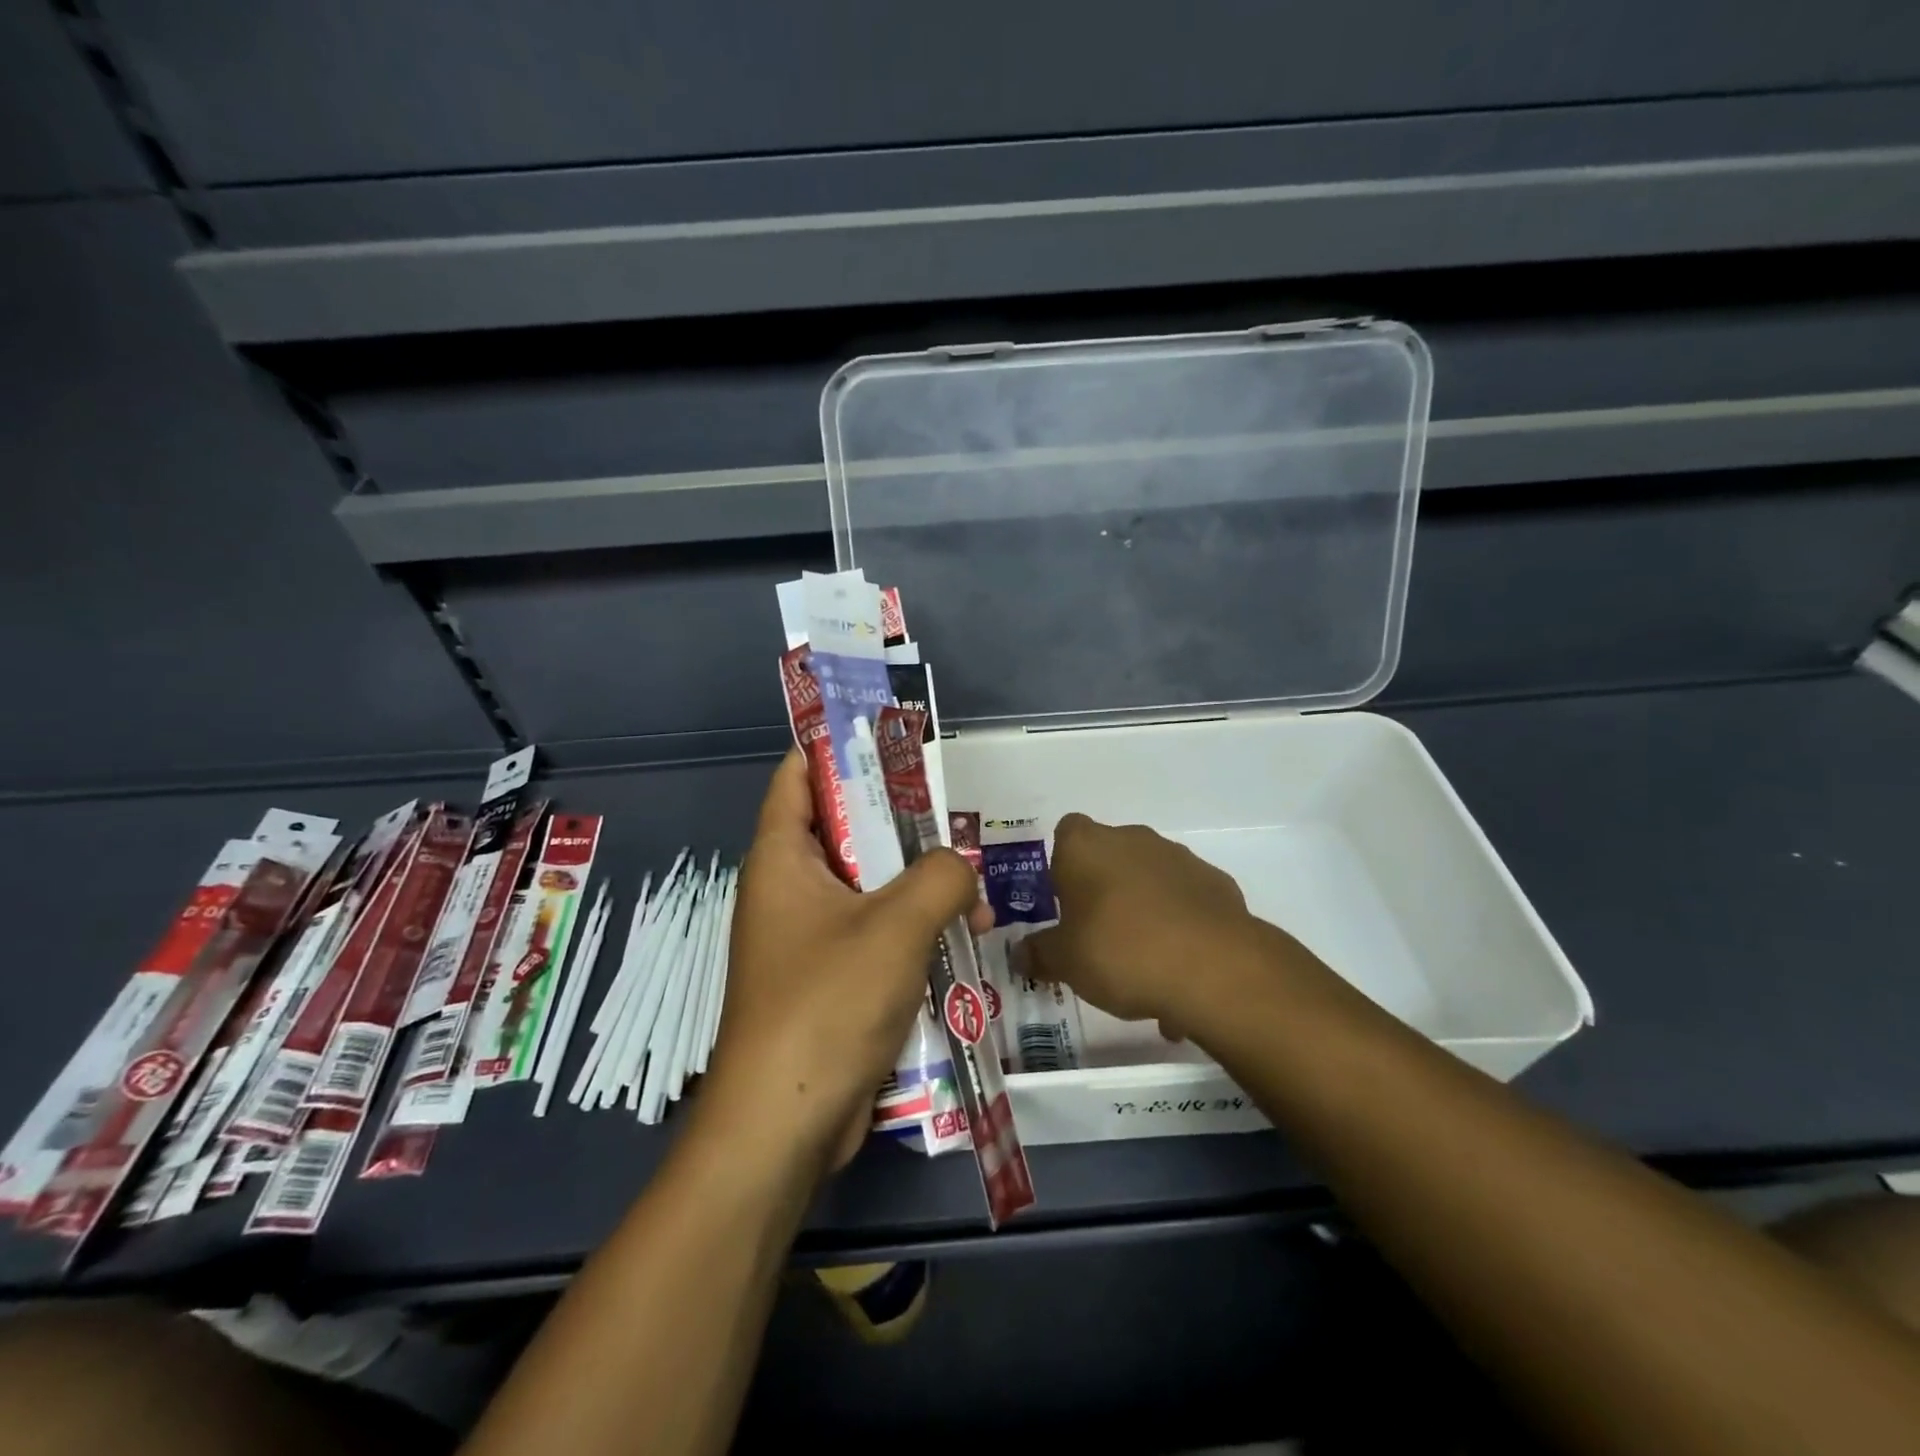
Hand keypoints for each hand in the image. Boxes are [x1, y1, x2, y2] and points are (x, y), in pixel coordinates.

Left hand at [704, 751, 989, 1173]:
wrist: (786, 1123)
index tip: (888, 737)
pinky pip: (873, 934)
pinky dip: (911, 929)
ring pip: (866, 887)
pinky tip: (963, 938)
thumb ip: (941, 878)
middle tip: (950, 811)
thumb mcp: (897, 926)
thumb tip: (962, 869)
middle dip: (897, 820)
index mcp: (782, 859)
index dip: (837, 747)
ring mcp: (806, 938)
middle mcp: (787, 890)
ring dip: (915, 882)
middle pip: (843, 830)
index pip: (798, 776)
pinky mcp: (828, 980)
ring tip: (972, 880)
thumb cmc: (828, 1003)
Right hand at [1019, 813, 1271, 1028]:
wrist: (1213, 968)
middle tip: (1097, 935)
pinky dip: (1179, 921)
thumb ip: (1040, 954)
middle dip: (1103, 888)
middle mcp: (1131, 839)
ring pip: (1149, 876)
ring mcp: (1179, 857)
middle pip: (1109, 854)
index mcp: (1086, 846)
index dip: (1063, 864)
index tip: (1064, 901)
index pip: (1066, 832)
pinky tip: (1178, 964)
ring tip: (1141, 961)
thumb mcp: (1066, 963)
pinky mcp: (1216, 882)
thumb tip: (1019, 954)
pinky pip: (1185, 898)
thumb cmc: (1120, 951)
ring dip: (1142, 905)